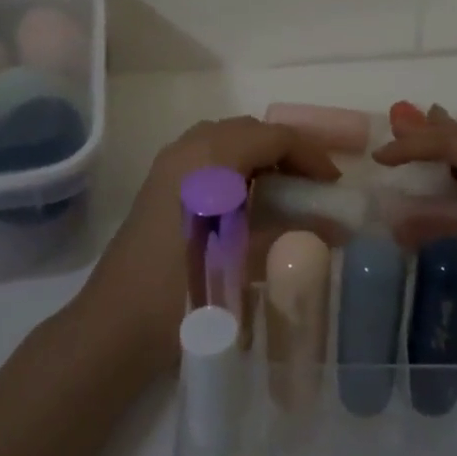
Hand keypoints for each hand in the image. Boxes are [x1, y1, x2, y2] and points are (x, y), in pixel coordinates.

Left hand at [77, 117, 338, 374]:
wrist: (116, 325)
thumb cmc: (186, 290)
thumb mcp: (248, 261)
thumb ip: (296, 235)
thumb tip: (340, 227)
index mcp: (212, 156)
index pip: (275, 136)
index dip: (311, 155)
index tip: (334, 185)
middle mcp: (189, 147)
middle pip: (251, 130)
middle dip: (287, 151)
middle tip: (314, 186)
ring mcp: (169, 163)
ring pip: (227, 140)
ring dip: (261, 156)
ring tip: (286, 192)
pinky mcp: (159, 183)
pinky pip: (208, 155)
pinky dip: (236, 166)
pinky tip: (247, 201)